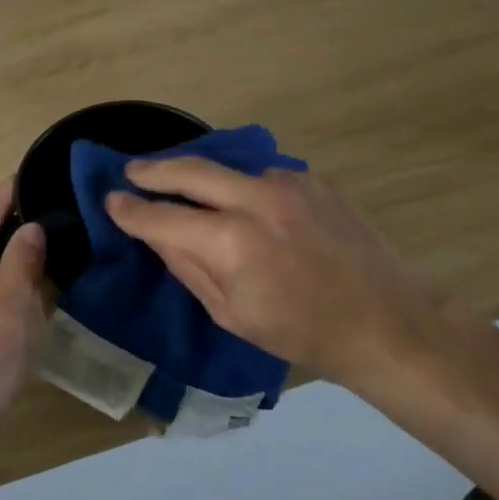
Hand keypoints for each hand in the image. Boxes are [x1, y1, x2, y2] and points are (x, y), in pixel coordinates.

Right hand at [105, 160, 465, 390]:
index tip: (112, 201)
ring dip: (201, 174)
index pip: (163, 217)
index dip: (132, 210)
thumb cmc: (301, 332)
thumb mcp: (231, 313)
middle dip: (154, 170)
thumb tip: (155, 233)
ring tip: (182, 182)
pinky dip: (242, 184)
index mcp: (232, 242)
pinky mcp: (314, 178)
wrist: (386, 319)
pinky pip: (263, 175)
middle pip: (190, 170)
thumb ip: (188, 266)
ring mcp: (289, 183)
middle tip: (132, 171)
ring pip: (229, 167)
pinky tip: (241, 199)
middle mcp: (257, 199)